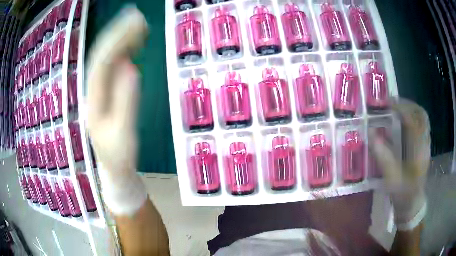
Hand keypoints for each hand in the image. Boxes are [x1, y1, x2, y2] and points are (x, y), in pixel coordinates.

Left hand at [86, 6, 148, 215]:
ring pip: (105, 59)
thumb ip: (126, 101)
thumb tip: (130, 66)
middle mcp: (92, 91)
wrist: (114, 168)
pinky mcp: (106, 93)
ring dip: (119, 40)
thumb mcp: (124, 133)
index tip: (136, 24)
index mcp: (94, 101)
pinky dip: (122, 52)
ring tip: (138, 25)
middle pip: (101, 56)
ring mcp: (98, 92)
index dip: (117, 40)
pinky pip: (111, 67)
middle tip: (138, 16)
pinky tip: (132, 44)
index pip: (102, 63)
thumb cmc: (119, 156)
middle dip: (118, 33)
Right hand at [369, 99, 430, 228]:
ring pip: (422, 118)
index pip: (413, 120)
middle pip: (421, 114)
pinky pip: (421, 125)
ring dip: (410, 109)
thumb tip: (371, 132)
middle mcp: (425, 143)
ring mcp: (426, 144)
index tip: (387, 103)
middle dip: (407, 104)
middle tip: (392, 103)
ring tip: (396, 108)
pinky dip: (412, 117)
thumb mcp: (391, 178)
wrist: (412, 204)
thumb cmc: (402, 194)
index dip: (401, 108)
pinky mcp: (424, 146)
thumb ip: (382, 156)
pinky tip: (403, 121)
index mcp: (419, 151)